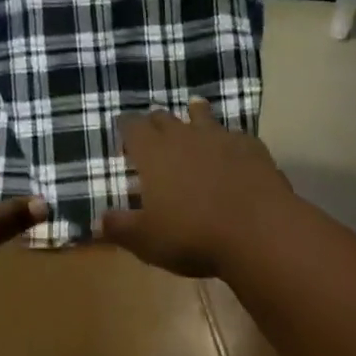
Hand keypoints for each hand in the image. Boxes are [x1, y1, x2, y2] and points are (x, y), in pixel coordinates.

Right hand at [96, 99, 297, 278]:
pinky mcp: (250, 146)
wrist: (259, 231)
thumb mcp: (148, 240)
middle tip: (154, 134)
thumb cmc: (193, 236)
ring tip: (194, 115)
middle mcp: (183, 135)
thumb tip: (96, 221)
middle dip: (155, 123)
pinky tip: (233, 150)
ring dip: (194, 115)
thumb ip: (120, 228)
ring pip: (201, 115)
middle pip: (163, 117)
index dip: (125, 127)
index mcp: (153, 152)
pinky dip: (228, 140)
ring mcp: (219, 137)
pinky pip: (235, 135)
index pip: (131, 126)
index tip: (123, 133)